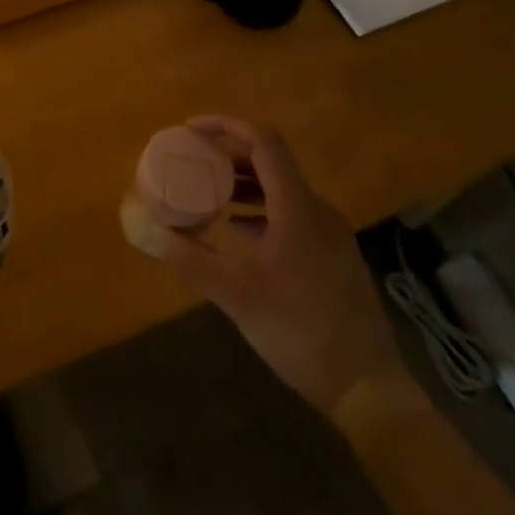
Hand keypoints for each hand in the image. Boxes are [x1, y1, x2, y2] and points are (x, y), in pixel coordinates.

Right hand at [150, 115, 406, 416]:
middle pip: (271, 161)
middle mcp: (317, 210)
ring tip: (208, 192)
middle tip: (192, 161)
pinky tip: (238, 230)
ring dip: (243, 182)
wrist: (367, 388)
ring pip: (281, 188)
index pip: (264, 142)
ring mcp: (329, 234)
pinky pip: (291, 213)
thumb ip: (189, 259)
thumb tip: (146, 229)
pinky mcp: (331, 256)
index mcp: (297, 207)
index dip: (226, 125)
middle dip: (228, 154)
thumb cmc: (300, 332)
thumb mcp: (236, 295)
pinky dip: (260, 208)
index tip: (191, 130)